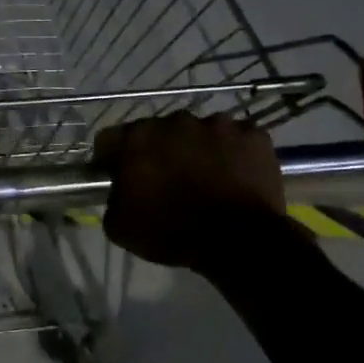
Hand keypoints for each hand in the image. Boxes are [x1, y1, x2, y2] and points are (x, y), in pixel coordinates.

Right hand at [94, 113, 291, 269]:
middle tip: (166, 180)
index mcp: (139, 138)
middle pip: (158, 131)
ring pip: (200, 132)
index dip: (111, 158)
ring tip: (206, 179)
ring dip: (198, 149)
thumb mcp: (120, 226)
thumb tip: (120, 190)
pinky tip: (235, 177)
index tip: (116, 176)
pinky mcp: (253, 134)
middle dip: (159, 151)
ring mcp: (219, 124)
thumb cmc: (171, 233)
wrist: (237, 241)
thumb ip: (112, 198)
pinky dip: (233, 154)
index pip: (110, 139)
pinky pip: (236, 139)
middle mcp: (176, 120)